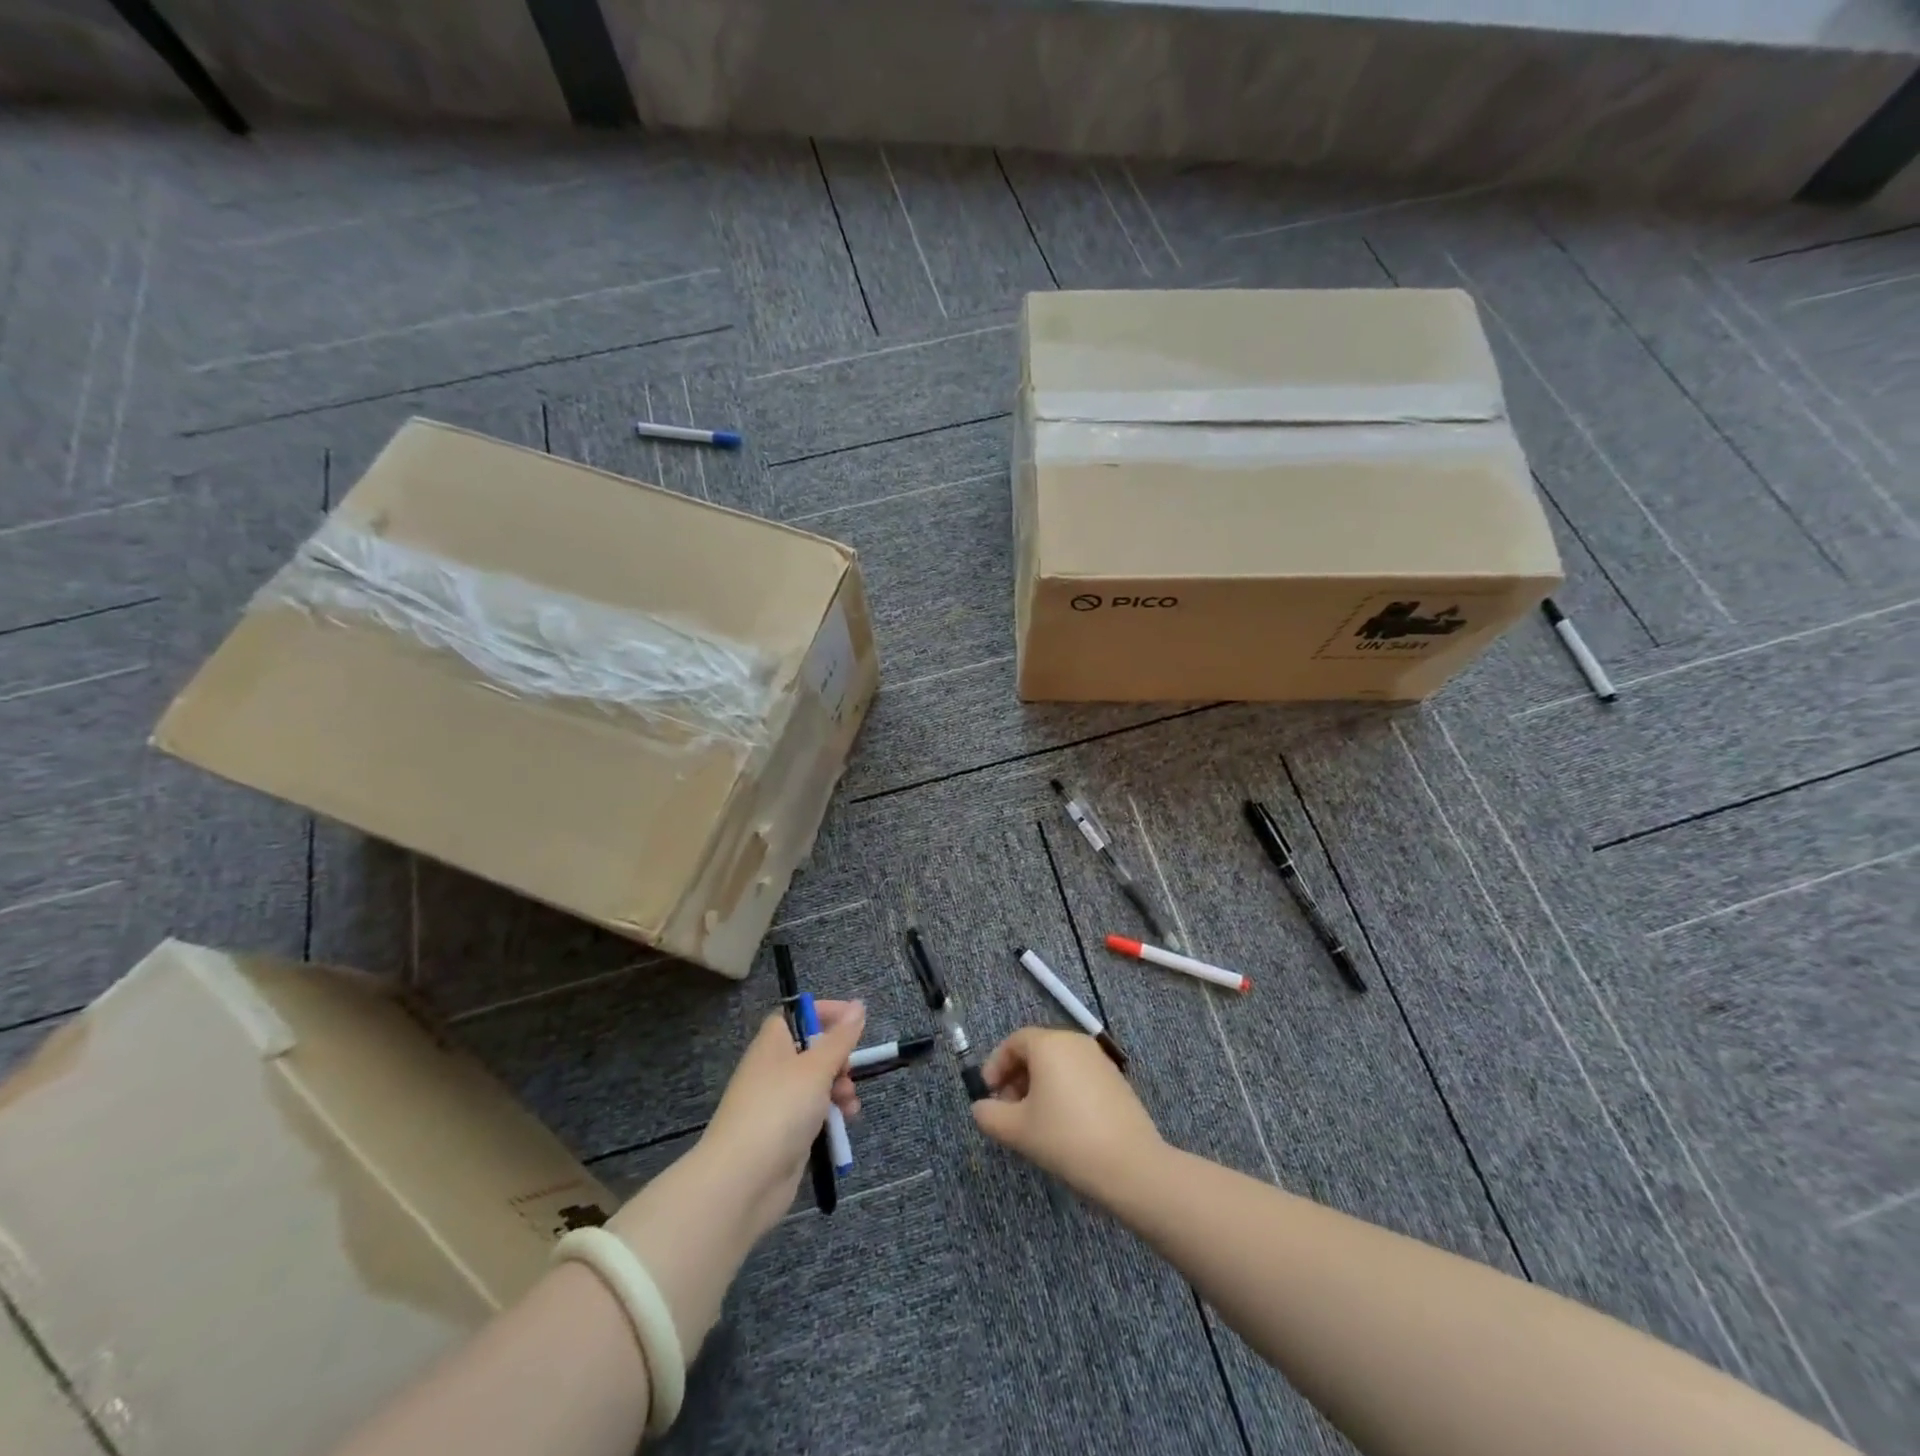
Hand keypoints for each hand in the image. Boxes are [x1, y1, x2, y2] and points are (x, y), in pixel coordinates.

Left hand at [695, 999, 865, 1236]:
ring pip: (816, 1084)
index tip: (854, 1020)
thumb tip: (858, 1004)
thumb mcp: (817, 1067)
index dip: (824, 1013)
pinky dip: (831, 1114)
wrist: (743, 1180)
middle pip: (811, 1050)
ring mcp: (777, 1103)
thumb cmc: (780, 1108)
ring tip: (850, 1104)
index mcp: (773, 1043)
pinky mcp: (784, 1133)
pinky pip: (813, 1113)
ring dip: (839, 1088)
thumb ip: (841, 1037)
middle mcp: (772, 1069)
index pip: (797, 1015)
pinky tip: (846, 1122)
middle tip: (850, 1070)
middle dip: (839, 1058)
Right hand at [971, 1028, 1164, 1202]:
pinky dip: (1062, 1091)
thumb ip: (990, 1115)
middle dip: (1016, 1077)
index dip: (996, 1066)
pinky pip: (1078, 1075)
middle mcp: (1075, 1042)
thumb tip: (980, 1108)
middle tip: (1007, 1110)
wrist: (1131, 1166)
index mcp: (1049, 1044)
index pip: (1014, 1042)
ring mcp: (1099, 1059)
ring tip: (1032, 1121)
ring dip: (1038, 1085)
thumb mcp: (1017, 1131)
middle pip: (1037, 1050)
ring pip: (1058, 1064)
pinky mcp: (1116, 1080)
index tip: (988, 1094)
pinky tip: (1062, 1125)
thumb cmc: (1066, 1139)